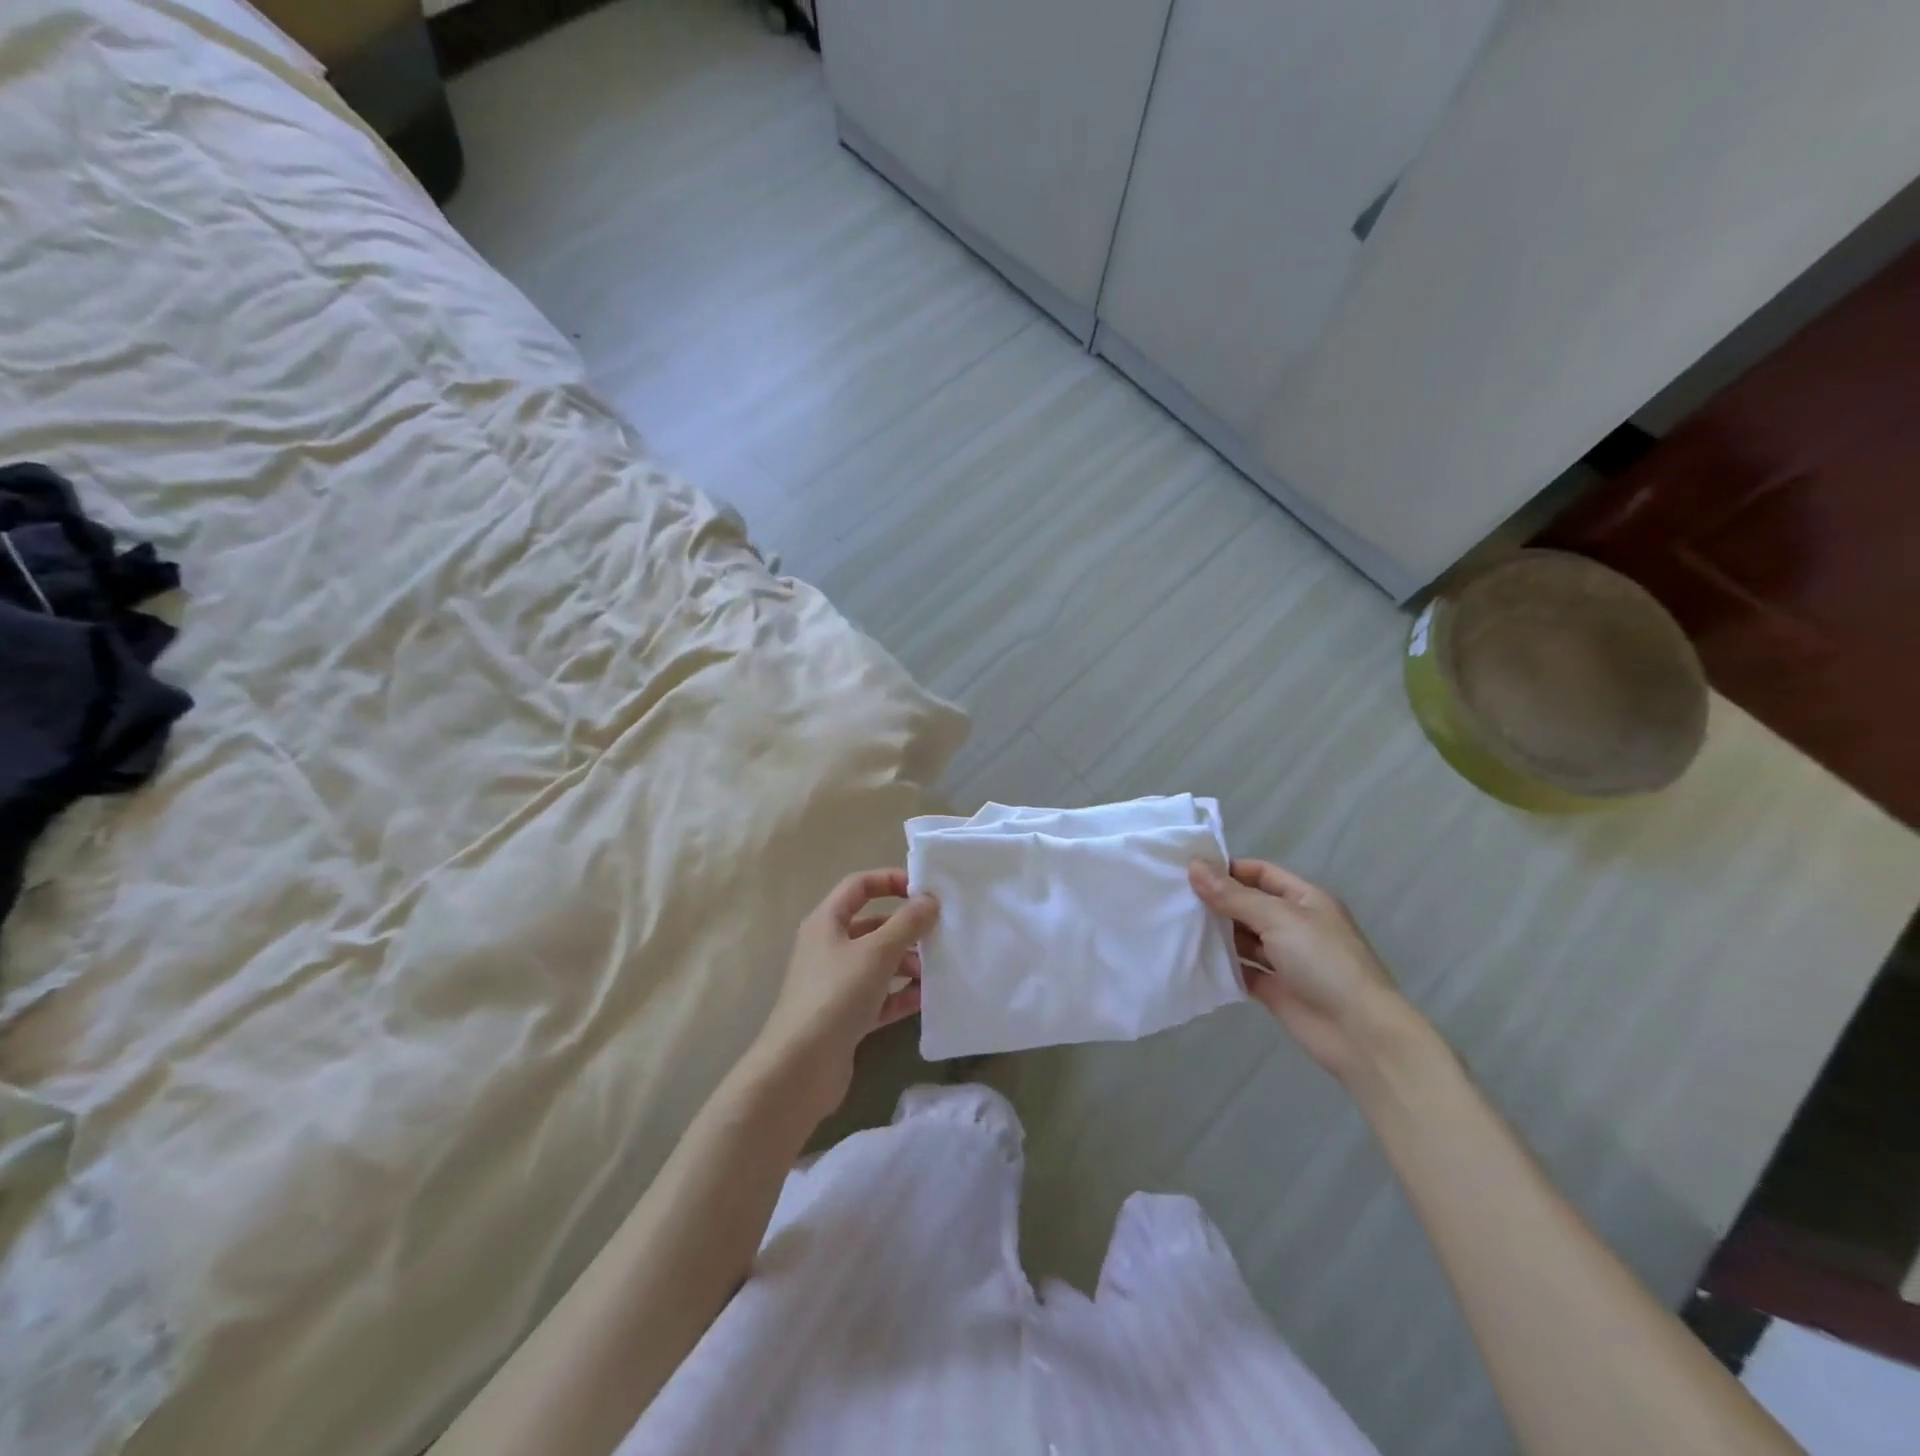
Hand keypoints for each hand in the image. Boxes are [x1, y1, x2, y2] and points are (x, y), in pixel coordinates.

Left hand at [744, 869, 938, 1127]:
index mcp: (826, 922)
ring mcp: (835, 984)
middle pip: (872, 926)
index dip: (889, 881)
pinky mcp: (845, 1016)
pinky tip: (925, 999)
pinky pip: (879, 996)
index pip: (858, 886)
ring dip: (907, 963)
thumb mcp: (876, 953)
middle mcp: (828, 948)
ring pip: (878, 962)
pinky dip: (901, 994)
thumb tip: (929, 899)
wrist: (800, 1068)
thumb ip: (907, 923)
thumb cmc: (836, 996)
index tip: (923, 889)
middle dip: (905, 929)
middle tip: (938, 934)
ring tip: (935, 971)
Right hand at [1190, 858, 1417, 1082]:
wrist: (1359, 1033)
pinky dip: (1222, 966)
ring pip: (1243, 939)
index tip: (1189, 871)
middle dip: (1216, 902)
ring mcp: (1285, 959)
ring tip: (1176, 926)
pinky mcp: (1275, 989)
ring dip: (1216, 934)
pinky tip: (1192, 959)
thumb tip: (1194, 866)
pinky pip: (1242, 971)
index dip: (1228, 870)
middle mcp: (1295, 925)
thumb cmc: (1323, 961)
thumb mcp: (1278, 918)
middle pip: (1249, 905)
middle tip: (1174, 898)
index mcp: (1305, 900)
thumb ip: (1233, 895)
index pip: (1261, 873)